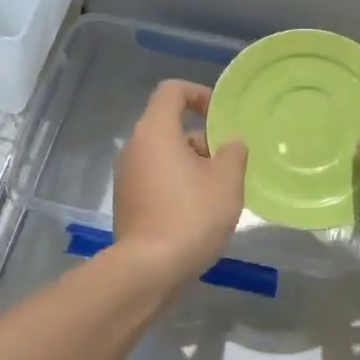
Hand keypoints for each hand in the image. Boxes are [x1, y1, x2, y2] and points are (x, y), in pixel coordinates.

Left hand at [112, 80, 247, 287]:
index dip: (198, 94)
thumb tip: (229, 145)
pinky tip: (198, 212)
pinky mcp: (127, 202)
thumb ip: (233, 152)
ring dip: (191, 164)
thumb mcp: (226, 180)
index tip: (220, 117)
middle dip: (201, 139)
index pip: (171, 91)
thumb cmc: (191, 215)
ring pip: (163, 155)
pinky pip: (155, 178)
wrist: (150, 269)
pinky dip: (177, 184)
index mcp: (155, 131)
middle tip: (227, 164)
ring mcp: (127, 176)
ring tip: (218, 192)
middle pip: (169, 125)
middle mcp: (134, 147)